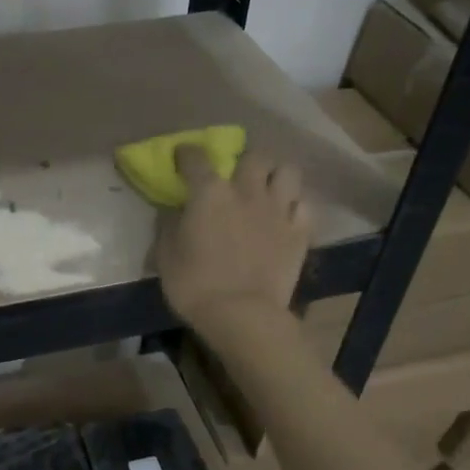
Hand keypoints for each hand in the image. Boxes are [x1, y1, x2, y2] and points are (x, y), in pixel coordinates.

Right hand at [155, 146, 308, 340]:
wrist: (242, 315)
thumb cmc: (194, 285)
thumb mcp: (165, 255)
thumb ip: (168, 225)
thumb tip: (173, 210)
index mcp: (210, 193)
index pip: (196, 157)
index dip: (187, 154)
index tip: (182, 158)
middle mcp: (247, 191)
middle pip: (254, 155)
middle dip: (244, 160)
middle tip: (236, 175)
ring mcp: (278, 209)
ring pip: (287, 171)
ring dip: (275, 175)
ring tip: (266, 189)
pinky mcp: (300, 232)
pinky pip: (304, 205)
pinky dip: (295, 205)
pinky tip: (285, 215)